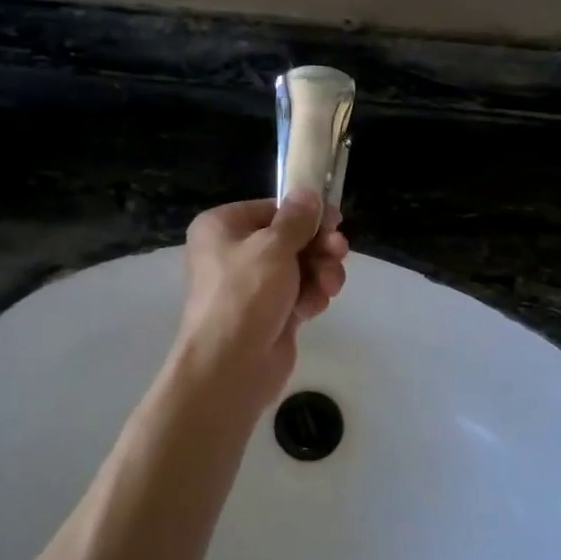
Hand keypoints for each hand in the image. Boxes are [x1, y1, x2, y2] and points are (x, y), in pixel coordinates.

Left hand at [170, 190, 348, 420]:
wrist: (230, 365)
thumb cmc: (245, 294)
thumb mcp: (273, 246)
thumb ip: (297, 219)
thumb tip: (308, 193)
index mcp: (222, 227)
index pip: (272, 209)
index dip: (305, 215)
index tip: (335, 221)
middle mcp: (233, 252)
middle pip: (289, 238)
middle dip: (318, 247)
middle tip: (338, 252)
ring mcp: (252, 285)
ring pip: (300, 267)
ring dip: (320, 273)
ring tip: (328, 286)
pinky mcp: (269, 313)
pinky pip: (299, 293)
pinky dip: (311, 297)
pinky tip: (313, 308)